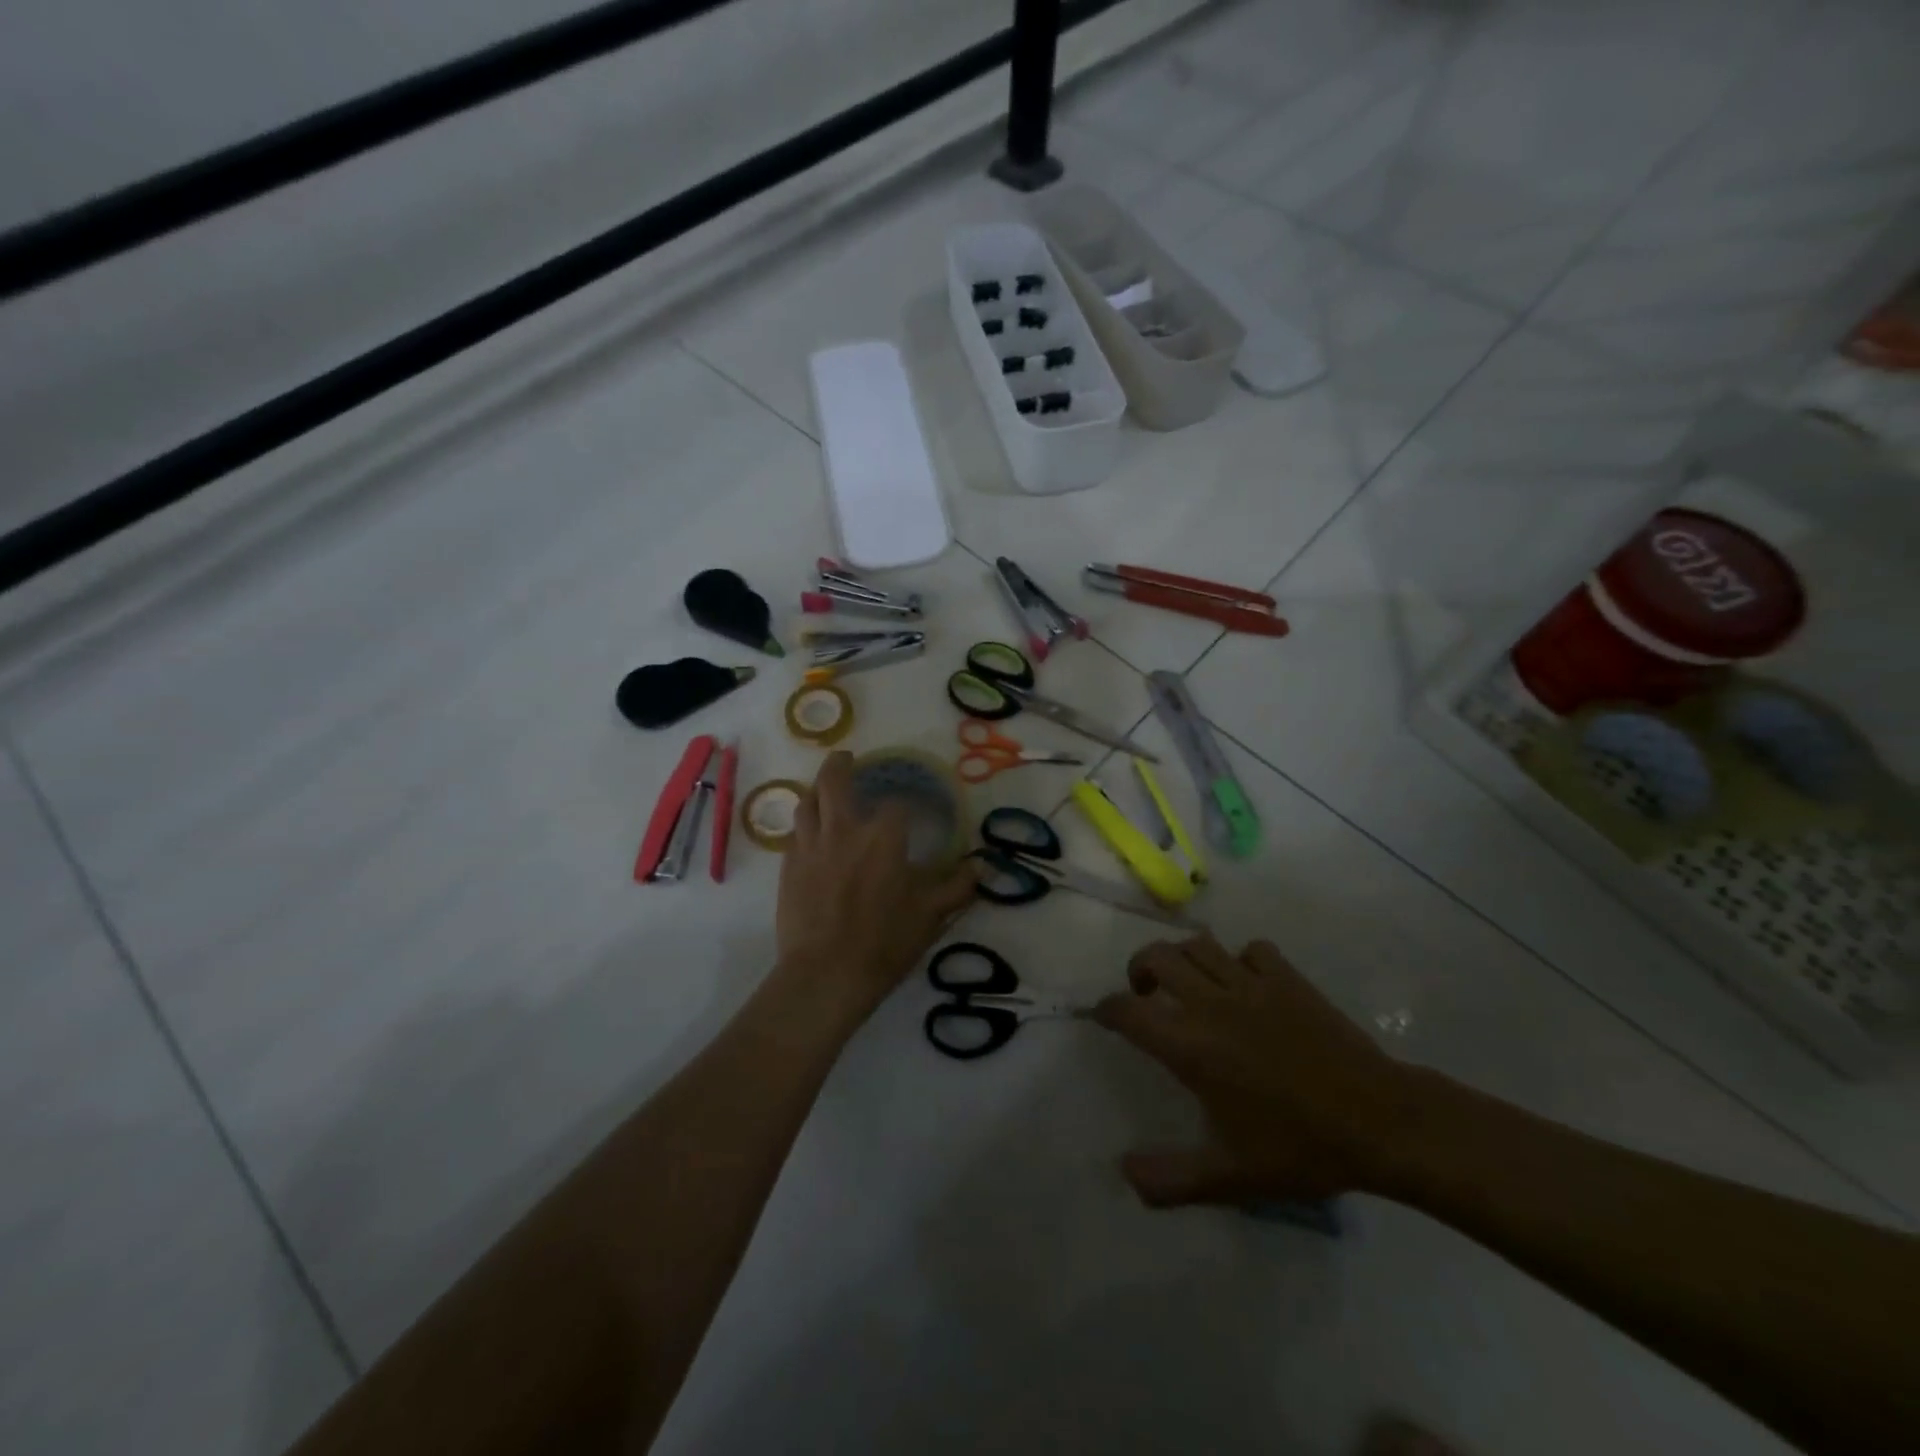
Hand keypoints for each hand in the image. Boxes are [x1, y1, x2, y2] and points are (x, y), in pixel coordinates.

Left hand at [775, 752, 979, 1019]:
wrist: (825, 974)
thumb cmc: (884, 941)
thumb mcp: (931, 915)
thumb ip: (956, 887)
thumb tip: (981, 866)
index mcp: (883, 836)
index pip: (897, 803)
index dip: (906, 801)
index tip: (912, 807)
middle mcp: (843, 830)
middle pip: (835, 781)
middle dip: (841, 765)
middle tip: (847, 758)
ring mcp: (810, 846)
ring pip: (807, 802)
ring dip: (817, 791)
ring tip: (824, 791)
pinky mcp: (788, 867)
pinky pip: (794, 833)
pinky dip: (804, 825)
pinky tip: (811, 835)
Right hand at [1094, 935, 1417, 1206]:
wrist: (1380, 1123)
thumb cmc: (1300, 1148)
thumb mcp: (1230, 1177)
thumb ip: (1170, 1178)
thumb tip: (1124, 1172)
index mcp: (1190, 1045)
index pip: (1127, 1010)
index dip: (1107, 1009)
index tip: (1104, 1017)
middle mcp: (1211, 1004)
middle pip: (1157, 957)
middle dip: (1139, 969)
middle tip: (1145, 993)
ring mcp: (1252, 984)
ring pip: (1200, 944)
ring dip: (1184, 958)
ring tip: (1189, 982)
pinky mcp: (1288, 978)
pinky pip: (1252, 949)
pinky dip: (1239, 959)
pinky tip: (1247, 984)